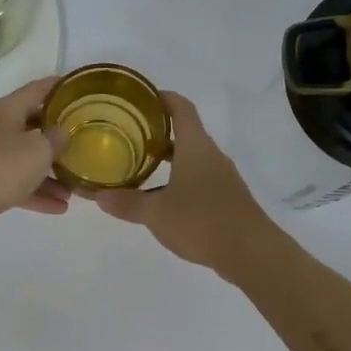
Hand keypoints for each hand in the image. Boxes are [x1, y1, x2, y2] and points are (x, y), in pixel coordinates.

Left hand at [0, 77, 70, 236]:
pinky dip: (38, 193)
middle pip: (34, 126)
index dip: (59, 87)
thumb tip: (62, 132)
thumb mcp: (38, 149)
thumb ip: (56, 139)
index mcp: (8, 110)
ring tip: (75, 189)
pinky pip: (18, 184)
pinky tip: (60, 207)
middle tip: (85, 142)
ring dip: (51, 173)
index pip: (38, 89)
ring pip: (27, 160)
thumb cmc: (1, 166)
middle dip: (59, 137)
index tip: (80, 88)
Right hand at [93, 91, 274, 271]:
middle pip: (186, 133)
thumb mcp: (156, 213)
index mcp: (195, 147)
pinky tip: (164, 199)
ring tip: (141, 166)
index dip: (163, 97)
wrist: (252, 253)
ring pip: (192, 158)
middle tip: (129, 135)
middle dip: (158, 132)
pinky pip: (200, 179)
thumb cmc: (202, 221)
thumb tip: (98, 196)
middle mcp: (211, 155)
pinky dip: (180, 180)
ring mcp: (223, 178)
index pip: (181, 108)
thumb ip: (127, 203)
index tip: (141, 96)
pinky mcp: (228, 199)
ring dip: (169, 159)